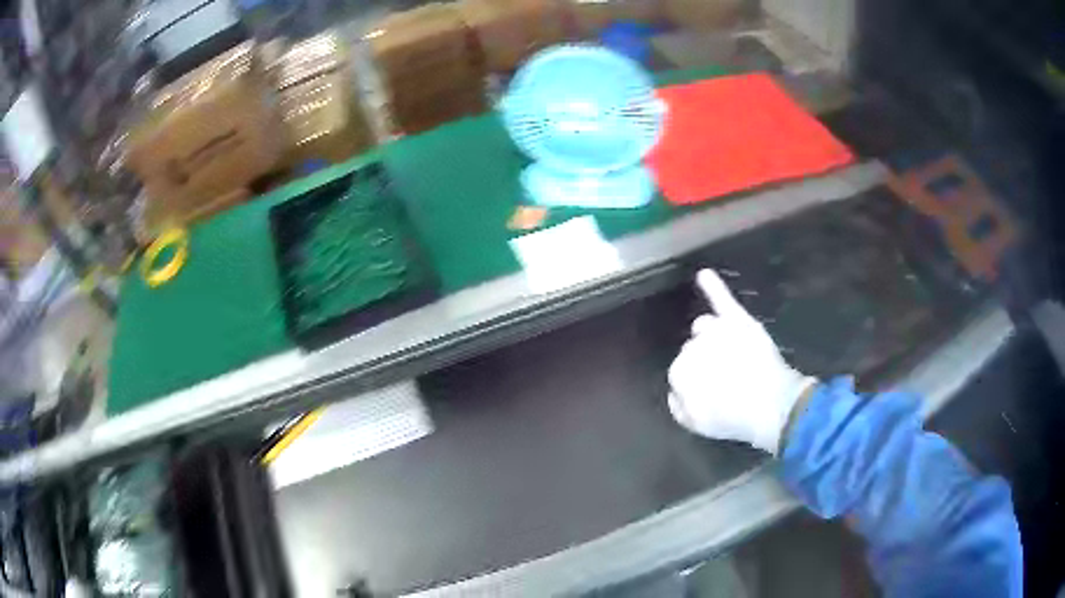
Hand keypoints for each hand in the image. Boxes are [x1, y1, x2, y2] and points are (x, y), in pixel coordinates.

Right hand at [668, 269, 815, 454]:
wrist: (769, 405)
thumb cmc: (732, 418)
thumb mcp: (695, 423)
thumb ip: (677, 405)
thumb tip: (674, 390)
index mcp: (679, 373)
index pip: (680, 371)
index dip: (696, 381)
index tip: (710, 390)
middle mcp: (692, 346)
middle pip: (693, 347)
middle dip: (705, 360)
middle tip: (725, 378)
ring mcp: (717, 331)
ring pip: (705, 326)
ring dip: (711, 336)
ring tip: (729, 356)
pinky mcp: (738, 321)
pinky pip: (723, 299)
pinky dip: (714, 286)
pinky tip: (704, 275)